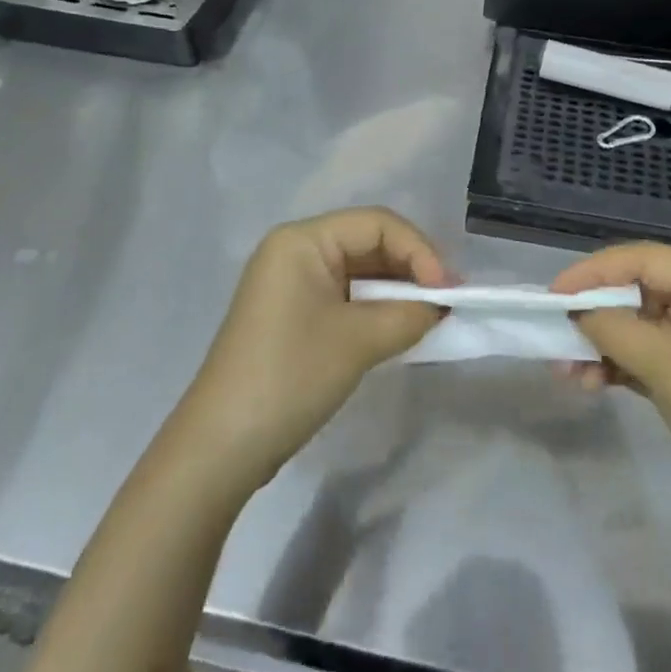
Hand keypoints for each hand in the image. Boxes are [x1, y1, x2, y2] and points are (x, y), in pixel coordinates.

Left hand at [179, 208, 449, 490]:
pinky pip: (344, 295)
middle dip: (410, 268)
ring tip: (430, 314)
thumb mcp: (358, 341)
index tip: (448, 290)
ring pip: (359, 270)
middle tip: (447, 301)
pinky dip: (375, 307)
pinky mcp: (292, 313)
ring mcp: (291, 283)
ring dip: (396, 289)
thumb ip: (409, 314)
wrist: (222, 447)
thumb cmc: (290, 376)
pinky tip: (399, 326)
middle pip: (368, 242)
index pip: (376, 224)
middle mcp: (294, 250)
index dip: (418, 250)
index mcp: (302, 240)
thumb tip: (440, 305)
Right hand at [552, 243, 670, 532]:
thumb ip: (615, 328)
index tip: (555, 292)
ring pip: (638, 326)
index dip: (596, 271)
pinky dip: (617, 365)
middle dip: (596, 313)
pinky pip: (645, 356)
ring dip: (602, 344)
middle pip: (639, 290)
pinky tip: (590, 383)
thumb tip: (574, 311)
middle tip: (557, 334)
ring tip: (568, 371)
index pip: (646, 259)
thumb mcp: (667, 366)